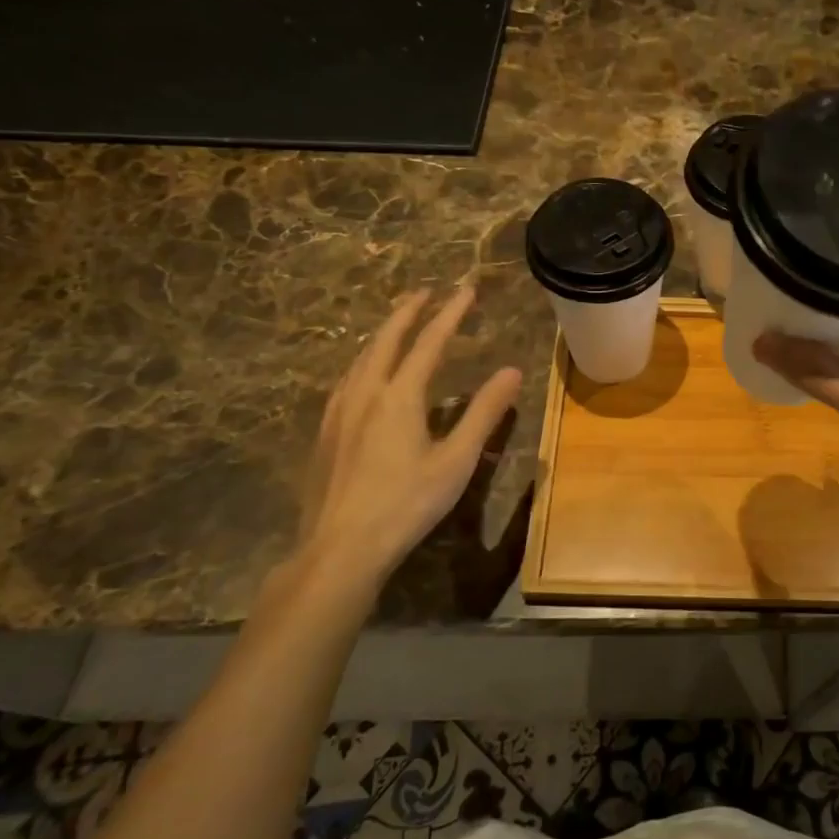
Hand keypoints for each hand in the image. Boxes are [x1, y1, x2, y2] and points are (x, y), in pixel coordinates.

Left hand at [297, 285, 521, 591]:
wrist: (340, 548)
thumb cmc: (406, 504)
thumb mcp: (456, 460)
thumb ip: (484, 413)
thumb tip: (512, 372)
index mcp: (400, 396)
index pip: (429, 342)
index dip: (450, 314)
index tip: (466, 290)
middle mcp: (366, 393)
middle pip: (386, 340)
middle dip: (407, 312)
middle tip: (424, 292)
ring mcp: (340, 412)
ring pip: (361, 358)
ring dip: (383, 334)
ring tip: (397, 324)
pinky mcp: (326, 433)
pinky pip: (347, 379)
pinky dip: (364, 360)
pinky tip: (363, 374)